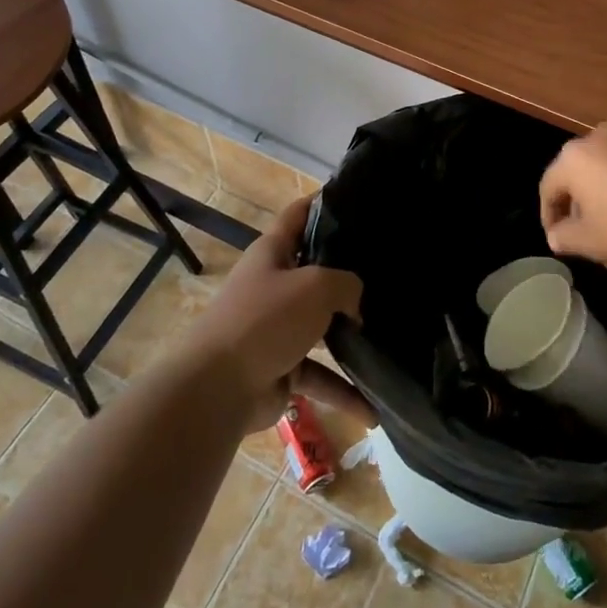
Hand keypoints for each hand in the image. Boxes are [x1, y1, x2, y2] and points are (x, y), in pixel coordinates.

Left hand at [184, 195, 372, 432]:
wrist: (217, 388)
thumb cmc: (266, 319)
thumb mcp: (315, 286)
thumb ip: (347, 284)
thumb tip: (356, 304)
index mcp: (273, 252)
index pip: (299, 215)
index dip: (323, 202)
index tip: (357, 198)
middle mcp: (274, 285)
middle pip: (315, 271)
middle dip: (348, 274)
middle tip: (388, 272)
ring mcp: (277, 329)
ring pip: (321, 327)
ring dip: (350, 336)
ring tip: (389, 336)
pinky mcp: (281, 368)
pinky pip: (319, 376)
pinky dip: (343, 391)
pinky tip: (373, 409)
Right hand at [539, 123, 606, 268]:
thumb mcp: (590, 242)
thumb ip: (565, 238)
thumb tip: (557, 236)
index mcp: (571, 158)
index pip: (547, 188)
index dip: (549, 218)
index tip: (558, 241)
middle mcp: (595, 138)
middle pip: (576, 176)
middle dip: (578, 208)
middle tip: (585, 237)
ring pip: (603, 172)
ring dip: (603, 199)